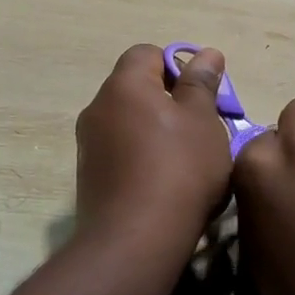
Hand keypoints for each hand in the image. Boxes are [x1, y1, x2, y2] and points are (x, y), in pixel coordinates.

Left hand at [75, 44, 232, 258]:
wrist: (135, 241)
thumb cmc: (179, 169)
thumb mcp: (203, 120)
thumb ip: (201, 83)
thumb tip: (206, 53)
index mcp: (124, 85)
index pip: (147, 52)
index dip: (176, 66)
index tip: (200, 95)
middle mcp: (97, 107)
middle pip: (136, 88)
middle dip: (169, 101)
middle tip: (200, 128)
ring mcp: (88, 144)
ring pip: (129, 122)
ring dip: (156, 131)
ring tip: (187, 160)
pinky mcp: (88, 177)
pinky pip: (120, 151)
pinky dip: (141, 157)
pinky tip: (164, 184)